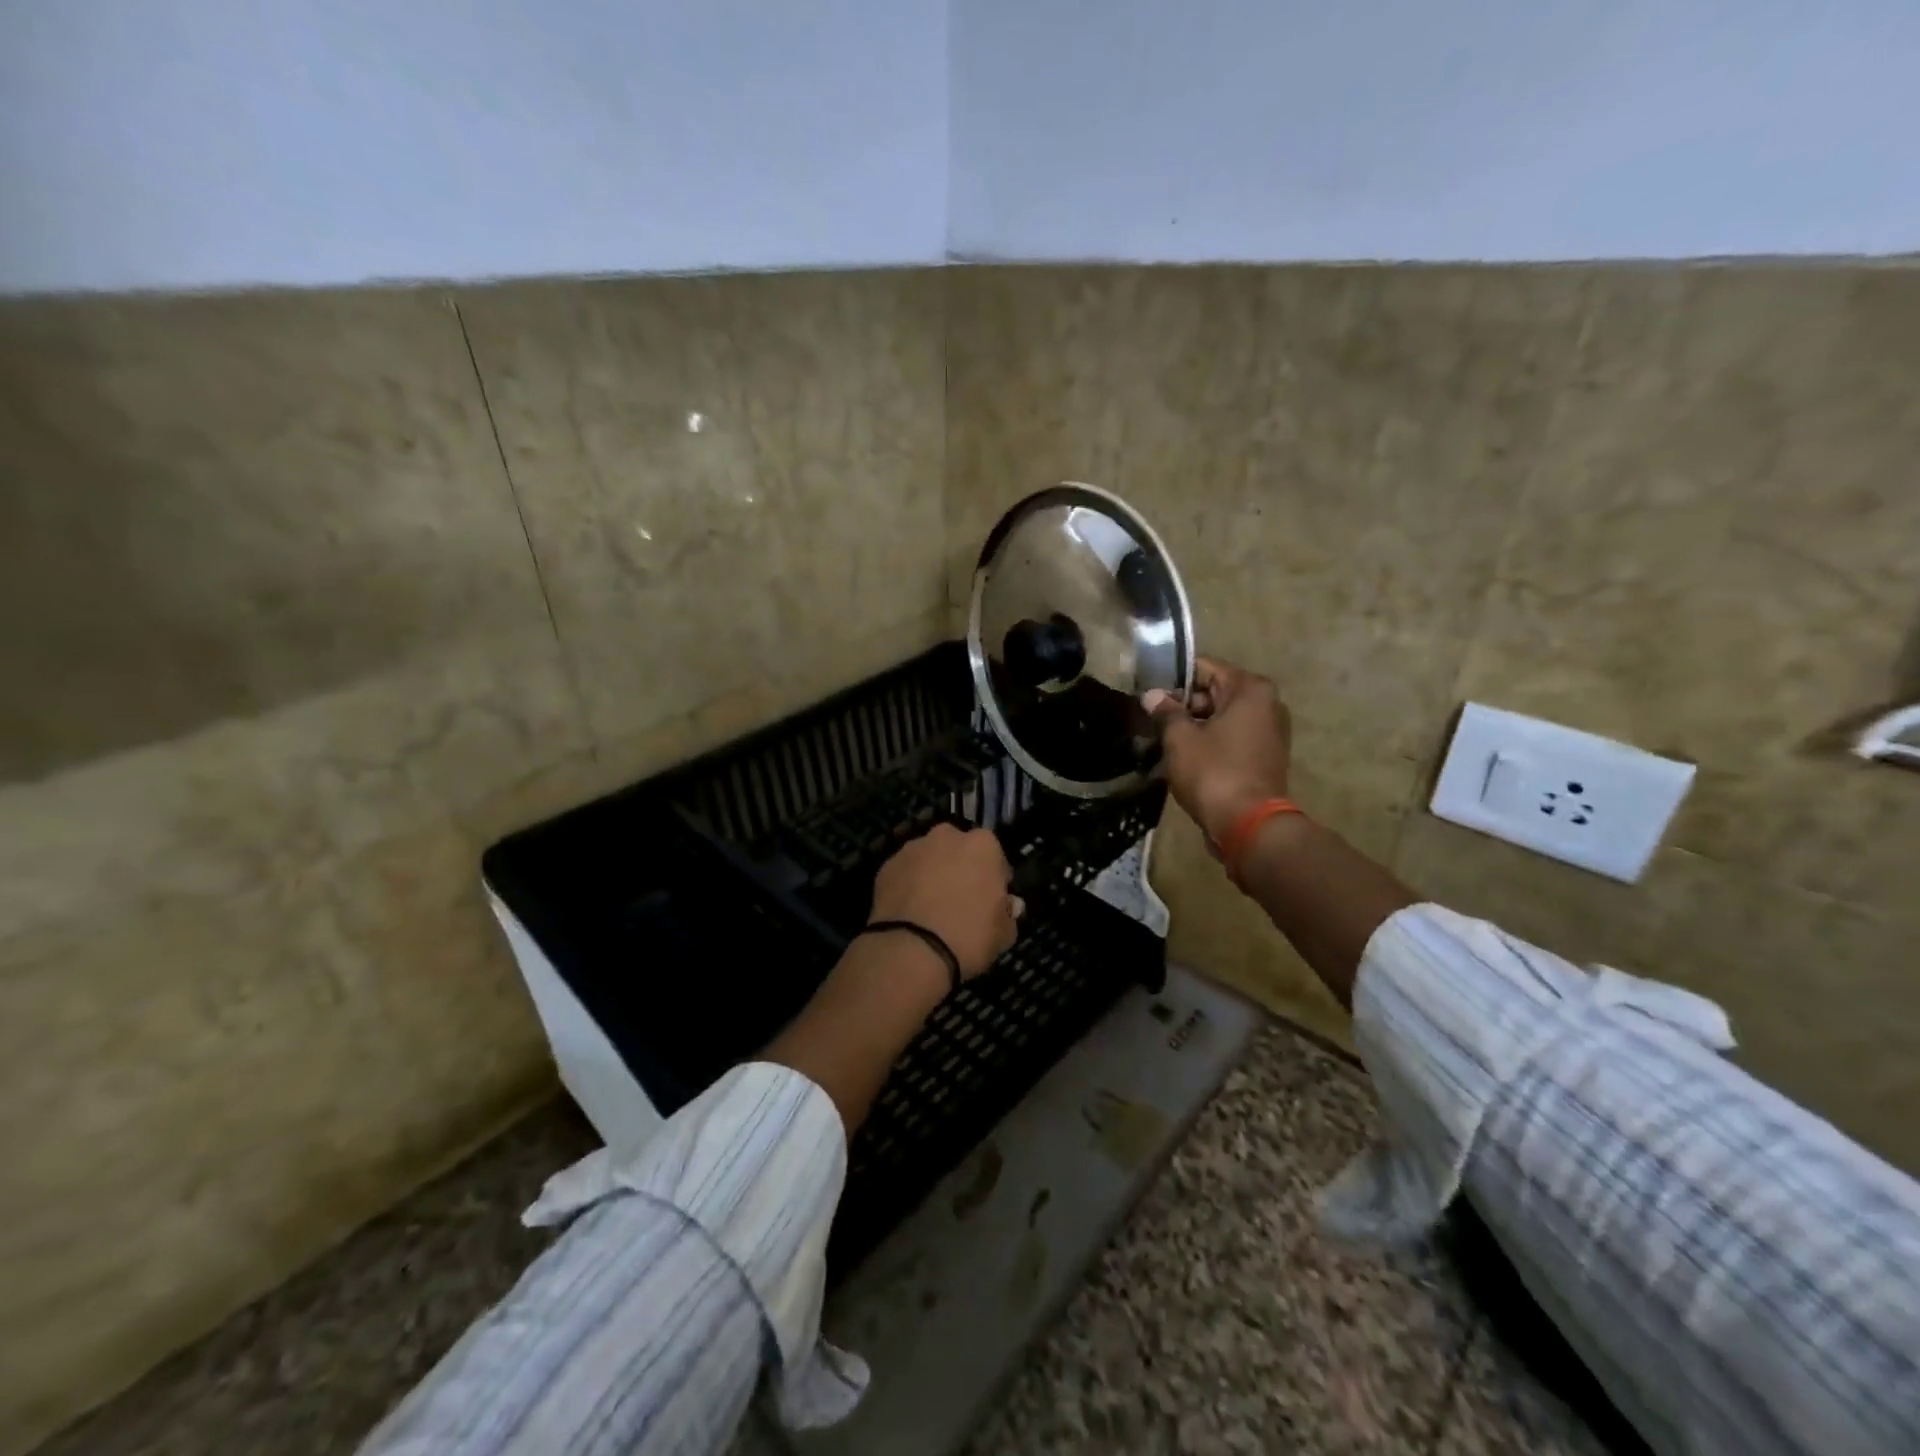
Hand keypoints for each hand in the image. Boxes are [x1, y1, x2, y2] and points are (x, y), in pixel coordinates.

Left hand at [868, 823, 1021, 979]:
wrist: (912, 950)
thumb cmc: (969, 936)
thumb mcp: (1004, 933)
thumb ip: (1007, 913)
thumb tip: (1008, 905)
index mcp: (982, 845)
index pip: (994, 855)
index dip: (994, 877)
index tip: (992, 899)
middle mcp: (946, 837)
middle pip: (958, 849)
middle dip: (960, 867)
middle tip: (960, 899)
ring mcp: (912, 849)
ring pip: (928, 858)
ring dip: (932, 874)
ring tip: (931, 907)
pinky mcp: (886, 866)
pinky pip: (905, 873)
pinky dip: (908, 886)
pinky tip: (910, 912)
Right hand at [1144, 657, 1292, 845]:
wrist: (1248, 826)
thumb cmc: (1213, 772)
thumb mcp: (1180, 739)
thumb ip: (1165, 712)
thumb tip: (1152, 696)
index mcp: (1250, 690)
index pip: (1204, 668)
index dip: (1172, 680)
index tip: (1149, 696)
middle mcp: (1266, 705)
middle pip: (1214, 692)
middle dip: (1182, 706)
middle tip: (1152, 721)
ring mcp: (1269, 733)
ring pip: (1221, 718)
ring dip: (1194, 727)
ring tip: (1162, 742)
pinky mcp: (1264, 758)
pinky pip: (1230, 740)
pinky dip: (1209, 744)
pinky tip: (1183, 759)